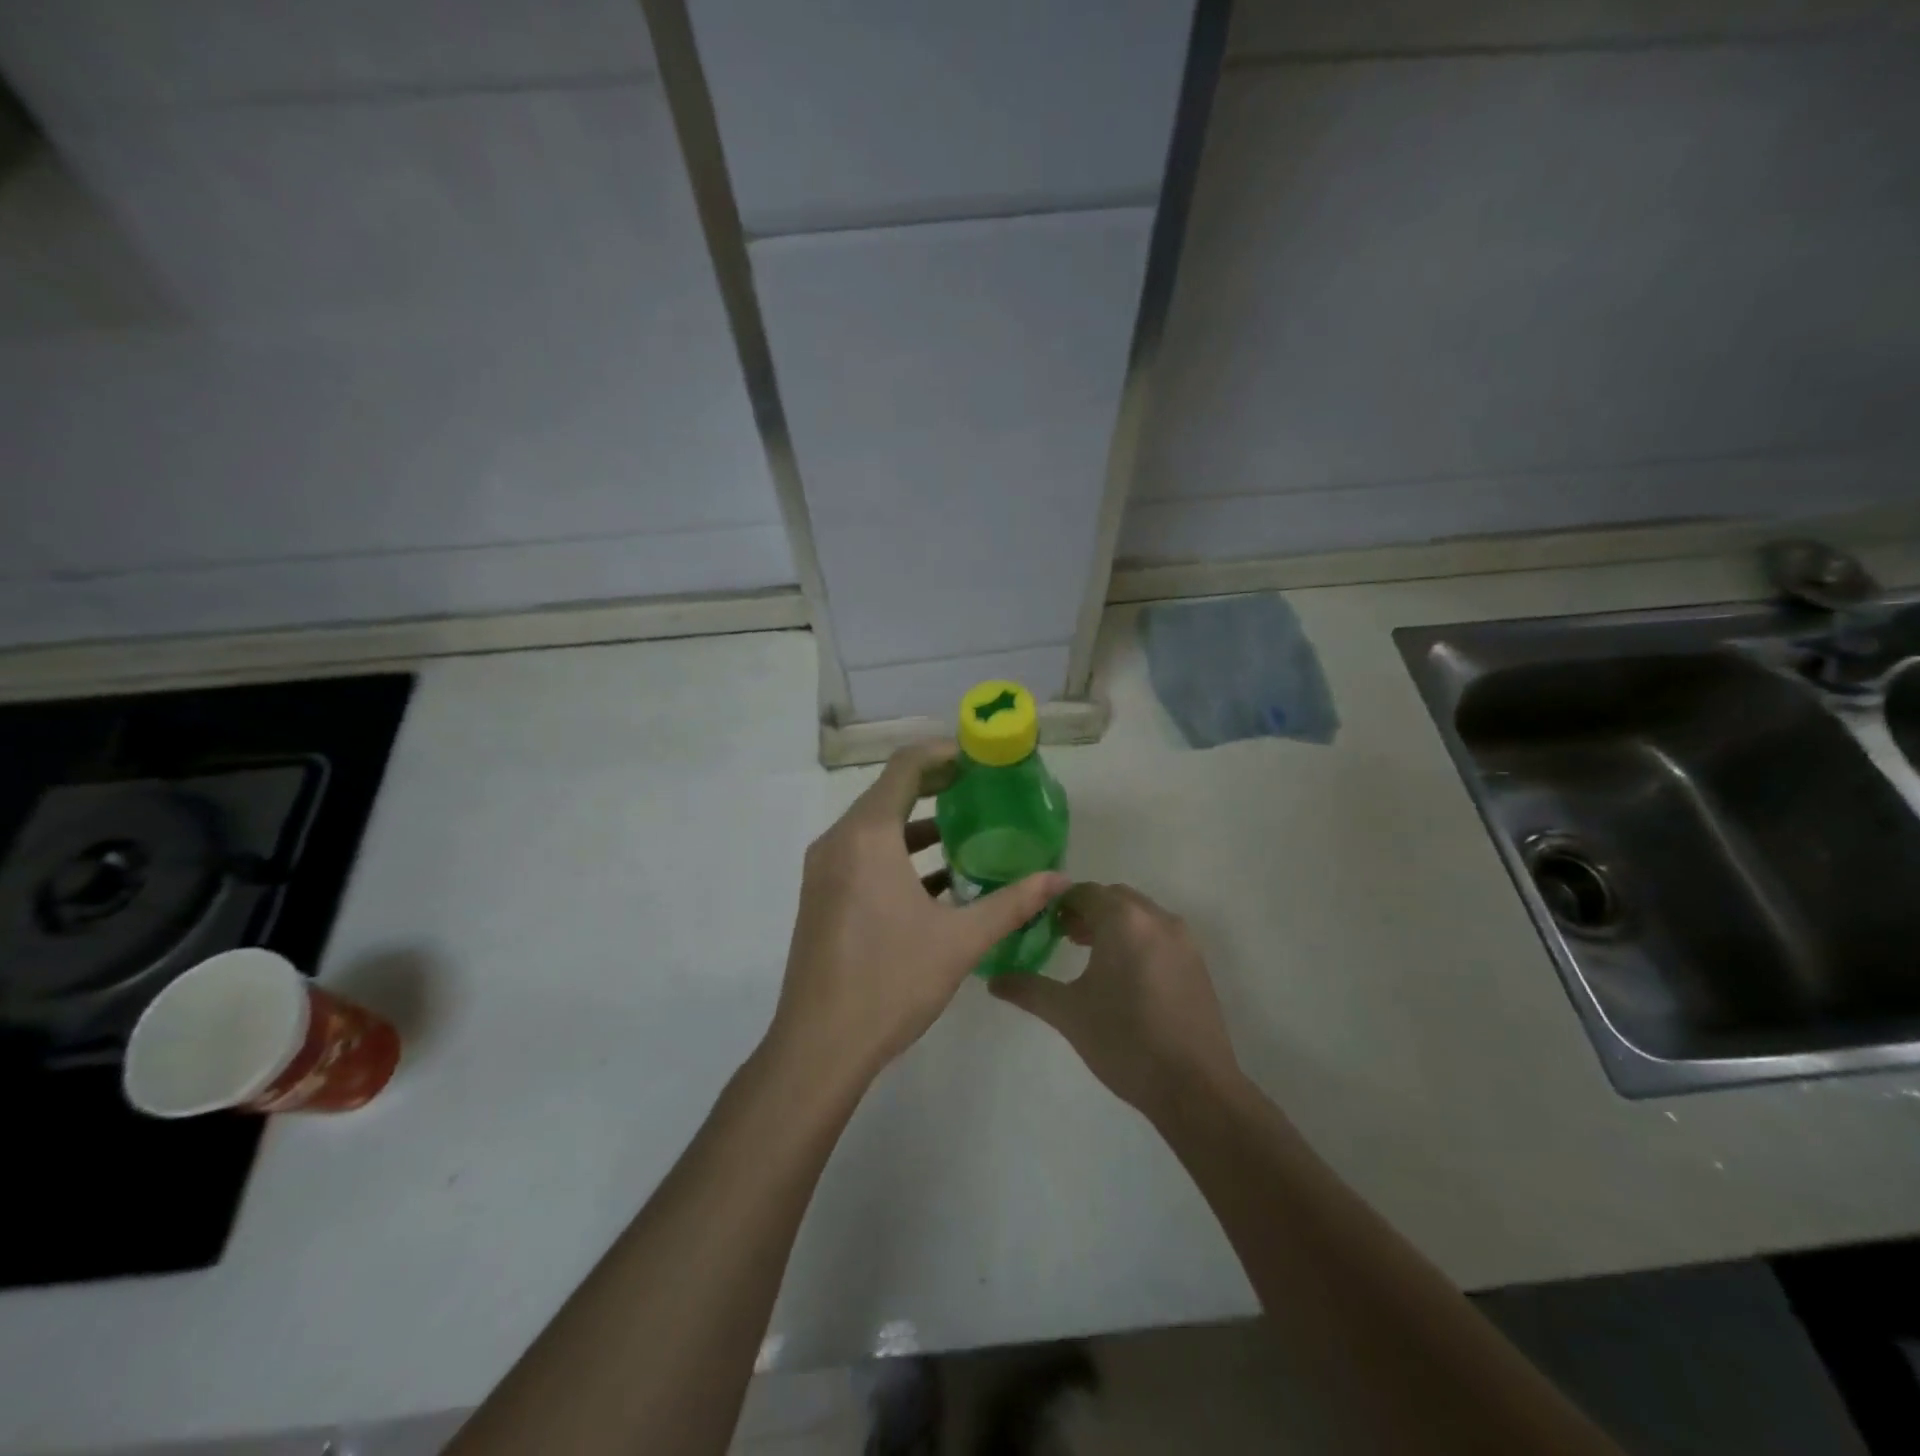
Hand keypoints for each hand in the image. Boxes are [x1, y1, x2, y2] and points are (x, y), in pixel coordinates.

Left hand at [768, 742, 1069, 1089]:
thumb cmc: (890, 982)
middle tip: (983, 791)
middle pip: (889, 792)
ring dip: (918, 825)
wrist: (819, 1046)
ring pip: (875, 826)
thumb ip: (1012, 903)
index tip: (981, 760)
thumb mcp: (960, 941)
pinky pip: (863, 855)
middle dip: (936, 787)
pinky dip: (899, 854)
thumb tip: (1061, 879)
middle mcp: (839, 841)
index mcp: (867, 836)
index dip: (944, 754)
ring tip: (968, 833)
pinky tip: (939, 880)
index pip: (905, 767)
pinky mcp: (822, 895)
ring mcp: (825, 869)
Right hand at [991, 883, 1241, 1118]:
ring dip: (1113, 924)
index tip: (1041, 925)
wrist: (1194, 1086)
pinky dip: (1137, 939)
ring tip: (1091, 955)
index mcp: (1123, 920)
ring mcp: (1182, 939)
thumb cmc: (1124, 1041)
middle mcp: (1156, 918)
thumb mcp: (1068, 1013)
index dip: (1059, 904)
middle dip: (1087, 911)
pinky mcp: (1197, 962)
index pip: (1084, 892)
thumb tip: (993, 981)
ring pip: (1139, 914)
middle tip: (1063, 937)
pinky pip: (1159, 934)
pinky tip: (1125, 976)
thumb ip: (1028, 989)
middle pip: (1114, 898)